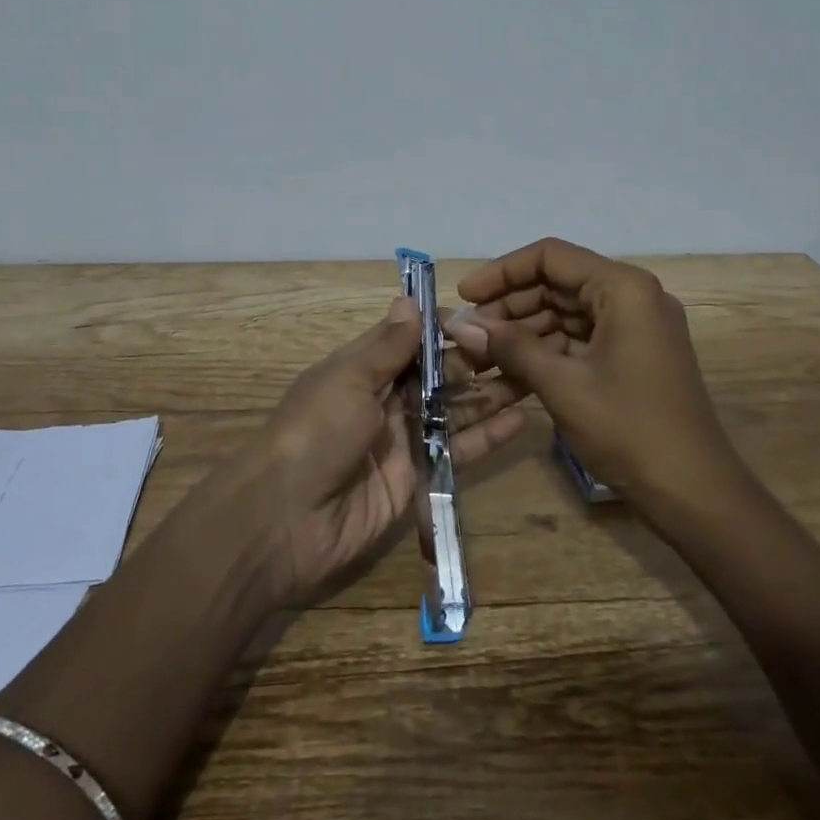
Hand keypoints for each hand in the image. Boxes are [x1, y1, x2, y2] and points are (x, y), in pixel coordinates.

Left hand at [229, 296, 527, 604]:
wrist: (284, 520)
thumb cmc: (314, 431)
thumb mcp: (349, 378)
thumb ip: (387, 345)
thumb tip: (410, 299)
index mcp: (363, 368)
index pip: (412, 339)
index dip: (445, 329)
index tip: (486, 319)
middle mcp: (386, 399)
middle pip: (438, 375)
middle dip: (476, 361)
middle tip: (525, 348)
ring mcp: (403, 440)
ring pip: (454, 411)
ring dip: (490, 395)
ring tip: (535, 377)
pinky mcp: (417, 478)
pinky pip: (456, 452)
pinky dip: (487, 437)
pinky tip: (520, 420)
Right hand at [447, 238, 738, 516]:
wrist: (695, 494)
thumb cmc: (629, 429)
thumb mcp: (562, 385)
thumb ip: (510, 347)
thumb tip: (459, 325)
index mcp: (623, 288)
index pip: (550, 257)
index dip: (502, 272)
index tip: (465, 296)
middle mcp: (632, 297)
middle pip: (557, 284)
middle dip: (509, 307)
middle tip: (467, 333)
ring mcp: (634, 327)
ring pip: (564, 314)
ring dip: (522, 334)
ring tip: (479, 357)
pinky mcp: (632, 356)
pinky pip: (579, 341)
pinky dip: (545, 354)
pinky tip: (508, 376)